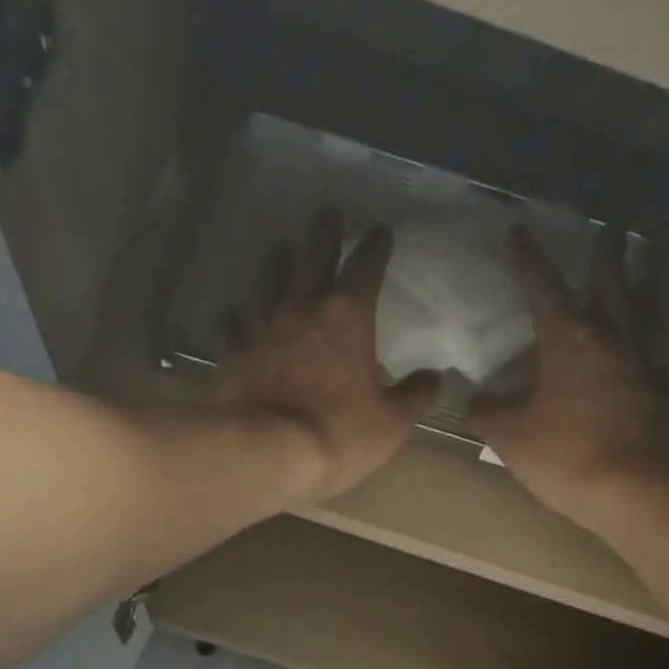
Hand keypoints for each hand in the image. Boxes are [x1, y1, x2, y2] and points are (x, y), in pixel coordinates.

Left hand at [215, 211, 438, 504]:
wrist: (268, 454)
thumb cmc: (339, 435)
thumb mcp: (391, 423)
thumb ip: (414, 396)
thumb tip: (436, 377)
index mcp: (348, 316)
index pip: (367, 267)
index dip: (376, 247)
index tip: (382, 232)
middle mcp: (302, 307)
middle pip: (313, 257)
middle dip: (325, 235)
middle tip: (328, 214)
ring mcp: (261, 326)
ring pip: (269, 281)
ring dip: (278, 263)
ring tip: (281, 250)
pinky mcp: (232, 352)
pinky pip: (233, 325)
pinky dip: (237, 317)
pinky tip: (235, 315)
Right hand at [472, 227, 668, 526]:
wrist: (635, 491)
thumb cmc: (566, 455)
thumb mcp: (511, 437)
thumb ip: (488, 414)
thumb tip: (477, 401)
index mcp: (568, 341)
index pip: (543, 289)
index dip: (527, 260)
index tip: (517, 232)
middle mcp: (609, 343)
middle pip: (608, 286)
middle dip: (603, 256)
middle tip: (608, 230)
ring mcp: (640, 369)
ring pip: (638, 317)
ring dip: (635, 293)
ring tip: (636, 281)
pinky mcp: (657, 399)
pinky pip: (650, 363)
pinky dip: (643, 353)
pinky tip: (639, 363)